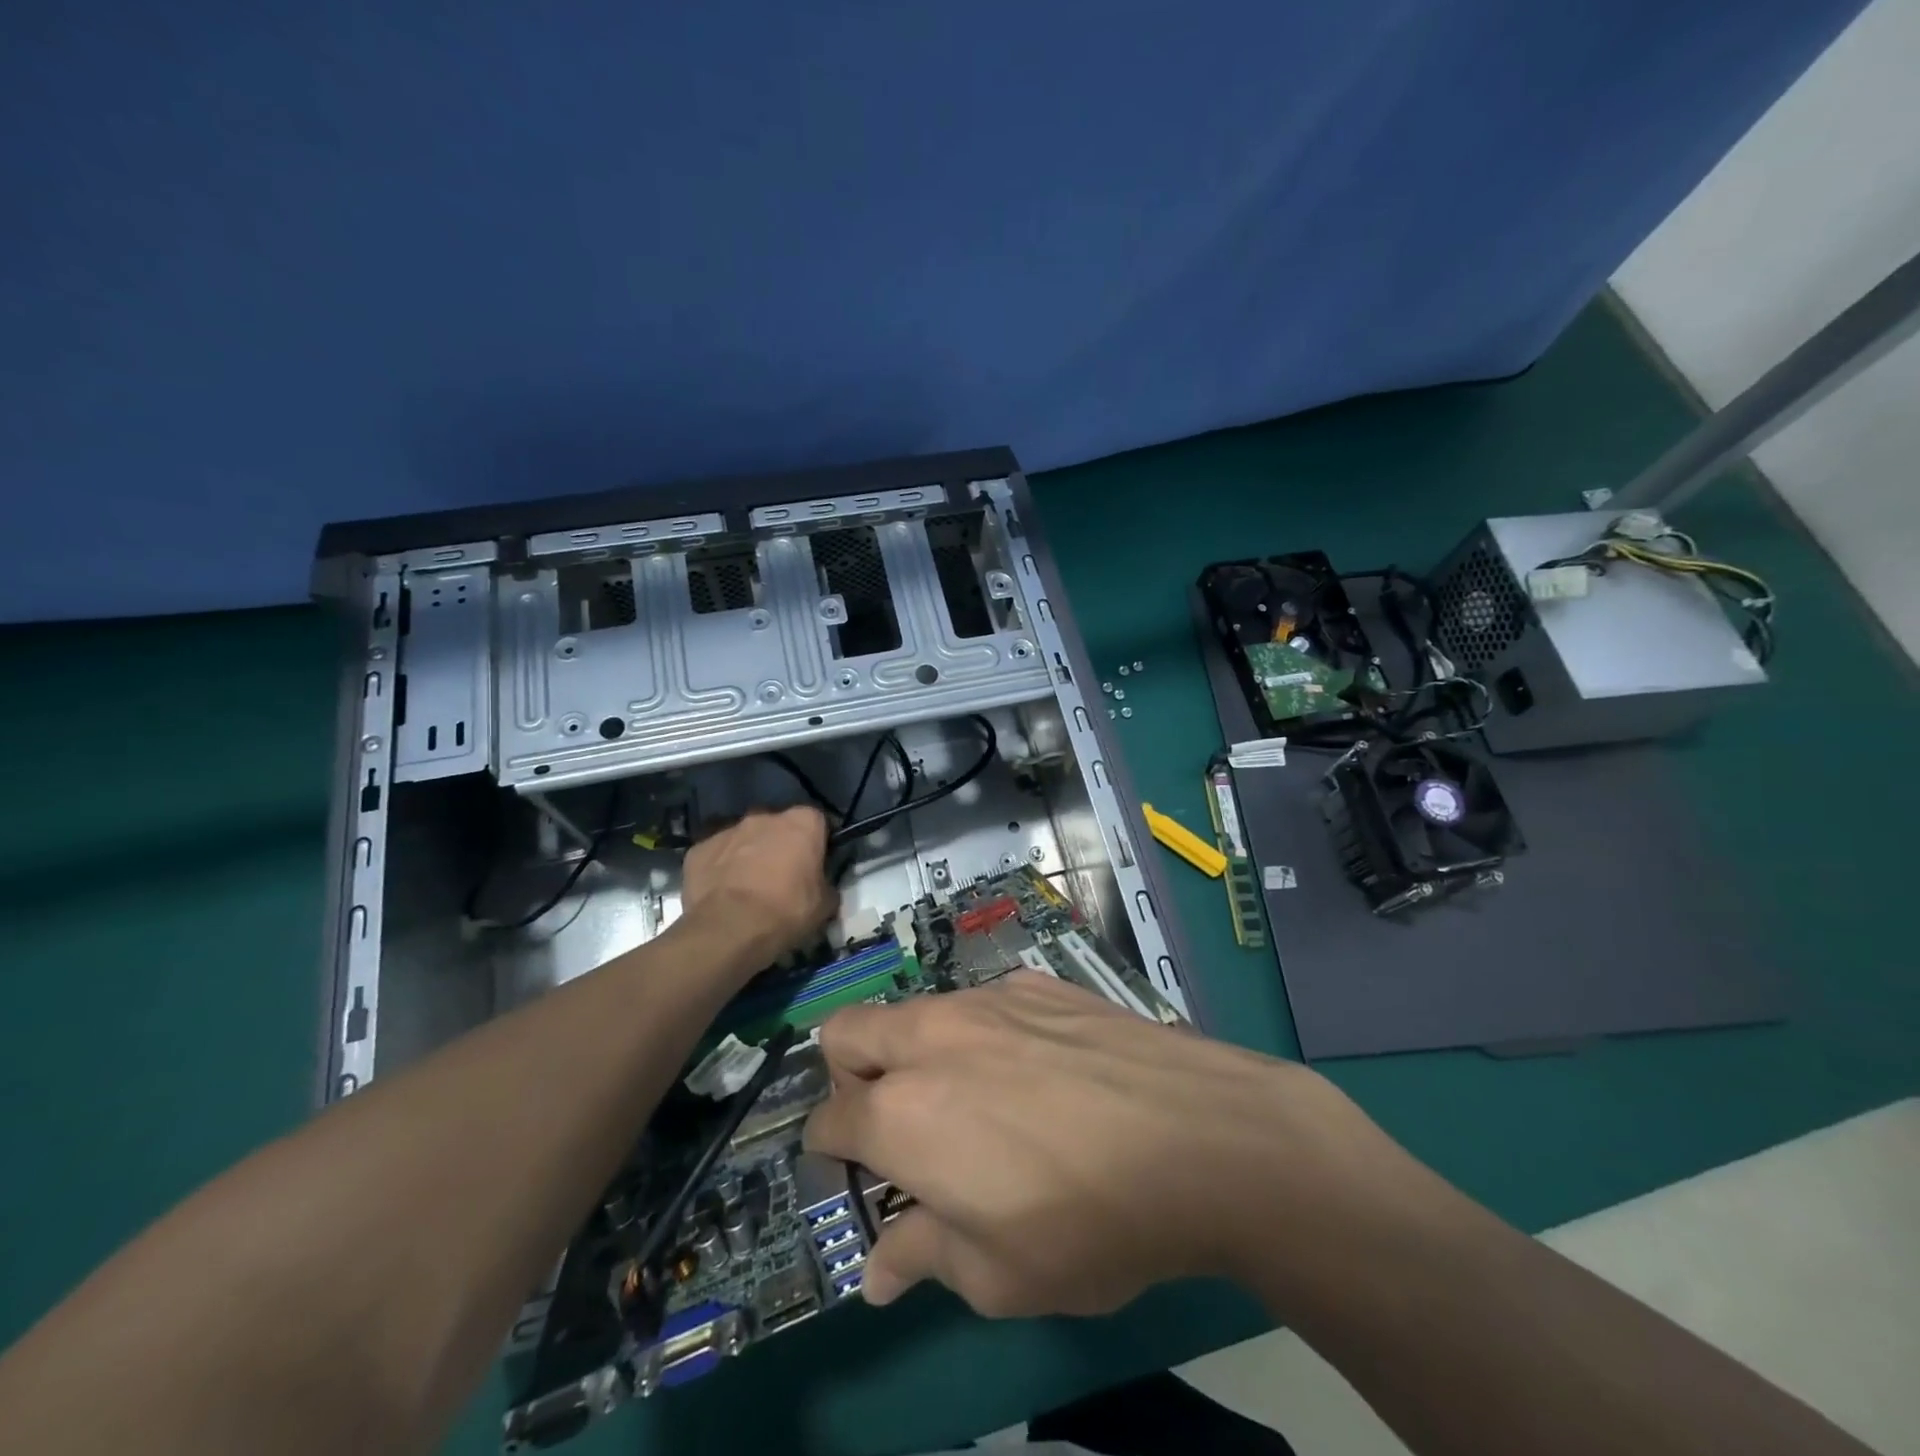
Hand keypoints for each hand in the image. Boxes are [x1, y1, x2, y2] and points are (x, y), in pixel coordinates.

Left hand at [679, 807, 835, 967]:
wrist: (729, 929)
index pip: (817, 822)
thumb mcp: (825, 905)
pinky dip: (720, 868)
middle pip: (778, 826)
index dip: (817, 843)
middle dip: (780, 844)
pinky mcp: (698, 848)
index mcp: (802, 822)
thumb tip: (823, 887)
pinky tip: (722, 892)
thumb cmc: (786, 911)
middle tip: (782, 876)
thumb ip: (826, 885)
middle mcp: (765, 816)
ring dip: (748, 854)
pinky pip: (715, 854)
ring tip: (748, 886)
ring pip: (744, 838)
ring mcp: (728, 829)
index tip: (816, 864)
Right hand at [804, 973, 1428, 1316]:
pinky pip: (984, 1002)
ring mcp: (986, 1000)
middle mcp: (931, 1039)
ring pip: (915, 1011)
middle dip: (847, 1076)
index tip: (856, 1174)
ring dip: (917, 1050)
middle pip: (846, 1034)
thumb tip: (879, 1272)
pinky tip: (1039, 1069)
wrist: (1200, 1134)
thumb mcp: (1000, 1275)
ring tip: (974, 1096)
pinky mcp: (1037, 982)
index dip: (829, 1153)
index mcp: (903, 1113)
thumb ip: (925, 1257)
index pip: (827, 1121)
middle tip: (893, 1121)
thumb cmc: (1091, 1221)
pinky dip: (984, 1034)